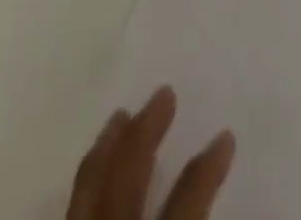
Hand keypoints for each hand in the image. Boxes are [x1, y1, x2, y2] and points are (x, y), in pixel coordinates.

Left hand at [70, 87, 234, 219]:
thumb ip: (193, 211)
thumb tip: (230, 168)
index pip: (187, 201)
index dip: (208, 169)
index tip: (225, 136)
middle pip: (128, 175)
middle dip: (146, 131)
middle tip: (165, 92)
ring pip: (87, 185)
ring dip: (106, 148)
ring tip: (120, 116)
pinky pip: (70, 206)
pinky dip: (86, 179)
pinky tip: (94, 170)